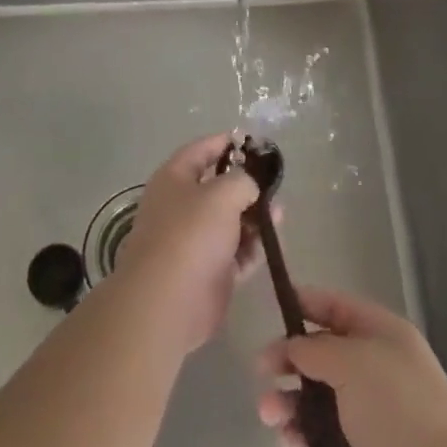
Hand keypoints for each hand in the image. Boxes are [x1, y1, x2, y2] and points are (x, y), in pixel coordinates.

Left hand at [111, 133, 261, 352]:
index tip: (253, 142)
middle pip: (218, 188)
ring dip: (254, 217)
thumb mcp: (223, 193)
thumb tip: (249, 186)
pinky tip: (273, 241)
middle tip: (274, 183)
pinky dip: (253, 247)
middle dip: (246, 185)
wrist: (168, 303)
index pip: (201, 150)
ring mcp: (194, 242)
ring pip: (230, 221)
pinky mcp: (208, 272)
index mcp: (174, 180)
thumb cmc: (191, 234)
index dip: (225, 142)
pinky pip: (236, 252)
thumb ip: (243, 180)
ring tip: (279, 214)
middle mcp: (181, 207)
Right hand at [255, 286, 446, 446]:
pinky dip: (302, 445)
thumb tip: (293, 348)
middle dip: (291, 362)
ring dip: (290, 406)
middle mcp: (377, 374)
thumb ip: (315, 349)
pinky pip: (320, 446)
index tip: (274, 306)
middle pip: (324, 358)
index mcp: (385, 337)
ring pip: (317, 405)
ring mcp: (370, 422)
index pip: (340, 308)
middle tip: (261, 370)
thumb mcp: (352, 360)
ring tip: (270, 414)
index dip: (308, 303)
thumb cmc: (396, 408)